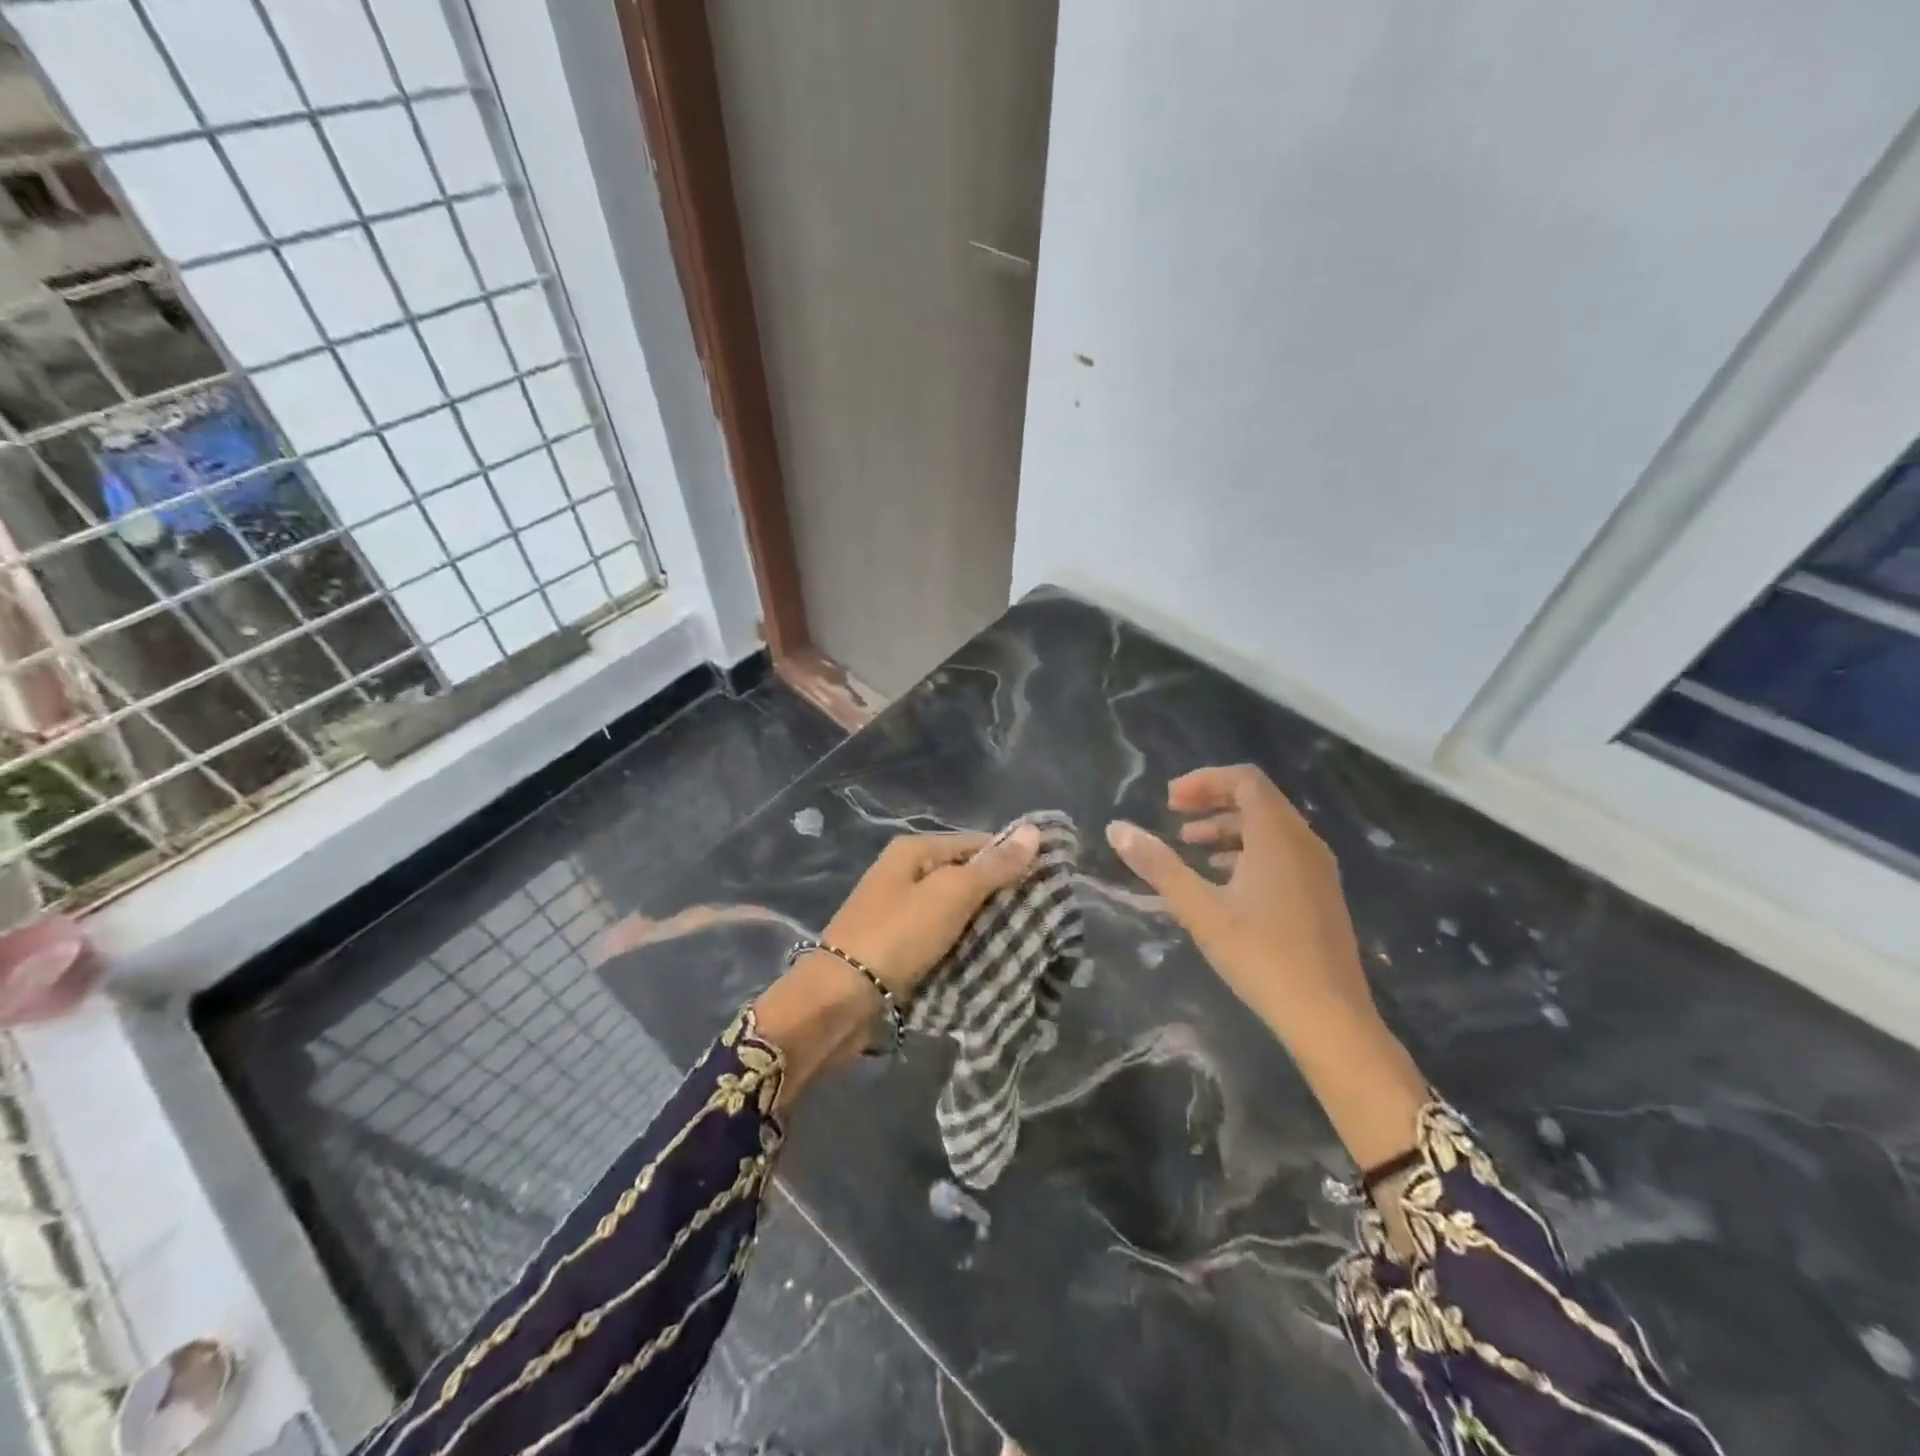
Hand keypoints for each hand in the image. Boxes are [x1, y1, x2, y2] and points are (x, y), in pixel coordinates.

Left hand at [753, 828, 1041, 1103]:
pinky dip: (963, 945)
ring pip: (955, 910)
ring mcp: (899, 910)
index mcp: (913, 850)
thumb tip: (1032, 830)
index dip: (1012, 859)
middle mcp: (905, 873)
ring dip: (984, 924)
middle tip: (1040, 917)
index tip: (1048, 883)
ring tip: (1024, 940)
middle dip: (1000, 895)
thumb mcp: (950, 895)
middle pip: (965, 876)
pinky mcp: (898, 945)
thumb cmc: (897, 935)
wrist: (838, 999)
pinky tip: (989, 959)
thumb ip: (993, 866)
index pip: (977, 843)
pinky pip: (942, 937)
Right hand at [1107, 766, 1428, 1175]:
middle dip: (1212, 801)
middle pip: (1258, 800)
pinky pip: (1281, 854)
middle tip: (1174, 817)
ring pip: (1269, 829)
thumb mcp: (1199, 909)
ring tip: (1189, 848)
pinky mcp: (1320, 896)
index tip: (1169, 802)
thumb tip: (1117, 829)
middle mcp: (1304, 842)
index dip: (1204, 781)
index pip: (1245, 780)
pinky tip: (1222, 882)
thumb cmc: (1261, 955)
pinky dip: (1246, 853)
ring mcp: (1317, 870)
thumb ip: (1158, 865)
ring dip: (1227, 829)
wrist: (1330, 1018)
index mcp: (1279, 835)